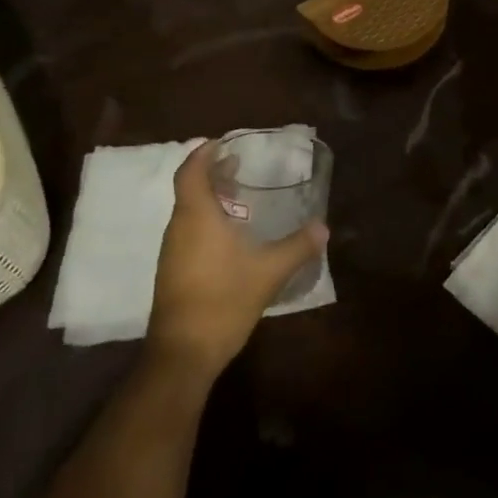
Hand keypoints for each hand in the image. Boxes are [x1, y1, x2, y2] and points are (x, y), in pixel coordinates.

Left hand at [146, 141, 327, 383]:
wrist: (183, 354)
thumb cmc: (223, 301)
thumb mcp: (269, 272)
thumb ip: (297, 246)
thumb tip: (324, 226)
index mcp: (196, 216)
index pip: (191, 171)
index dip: (204, 153)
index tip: (223, 143)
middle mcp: (179, 228)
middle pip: (189, 189)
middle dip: (212, 173)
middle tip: (240, 166)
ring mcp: (172, 252)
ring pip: (188, 211)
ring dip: (210, 198)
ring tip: (240, 196)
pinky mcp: (173, 272)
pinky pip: (188, 232)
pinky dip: (206, 220)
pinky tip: (231, 235)